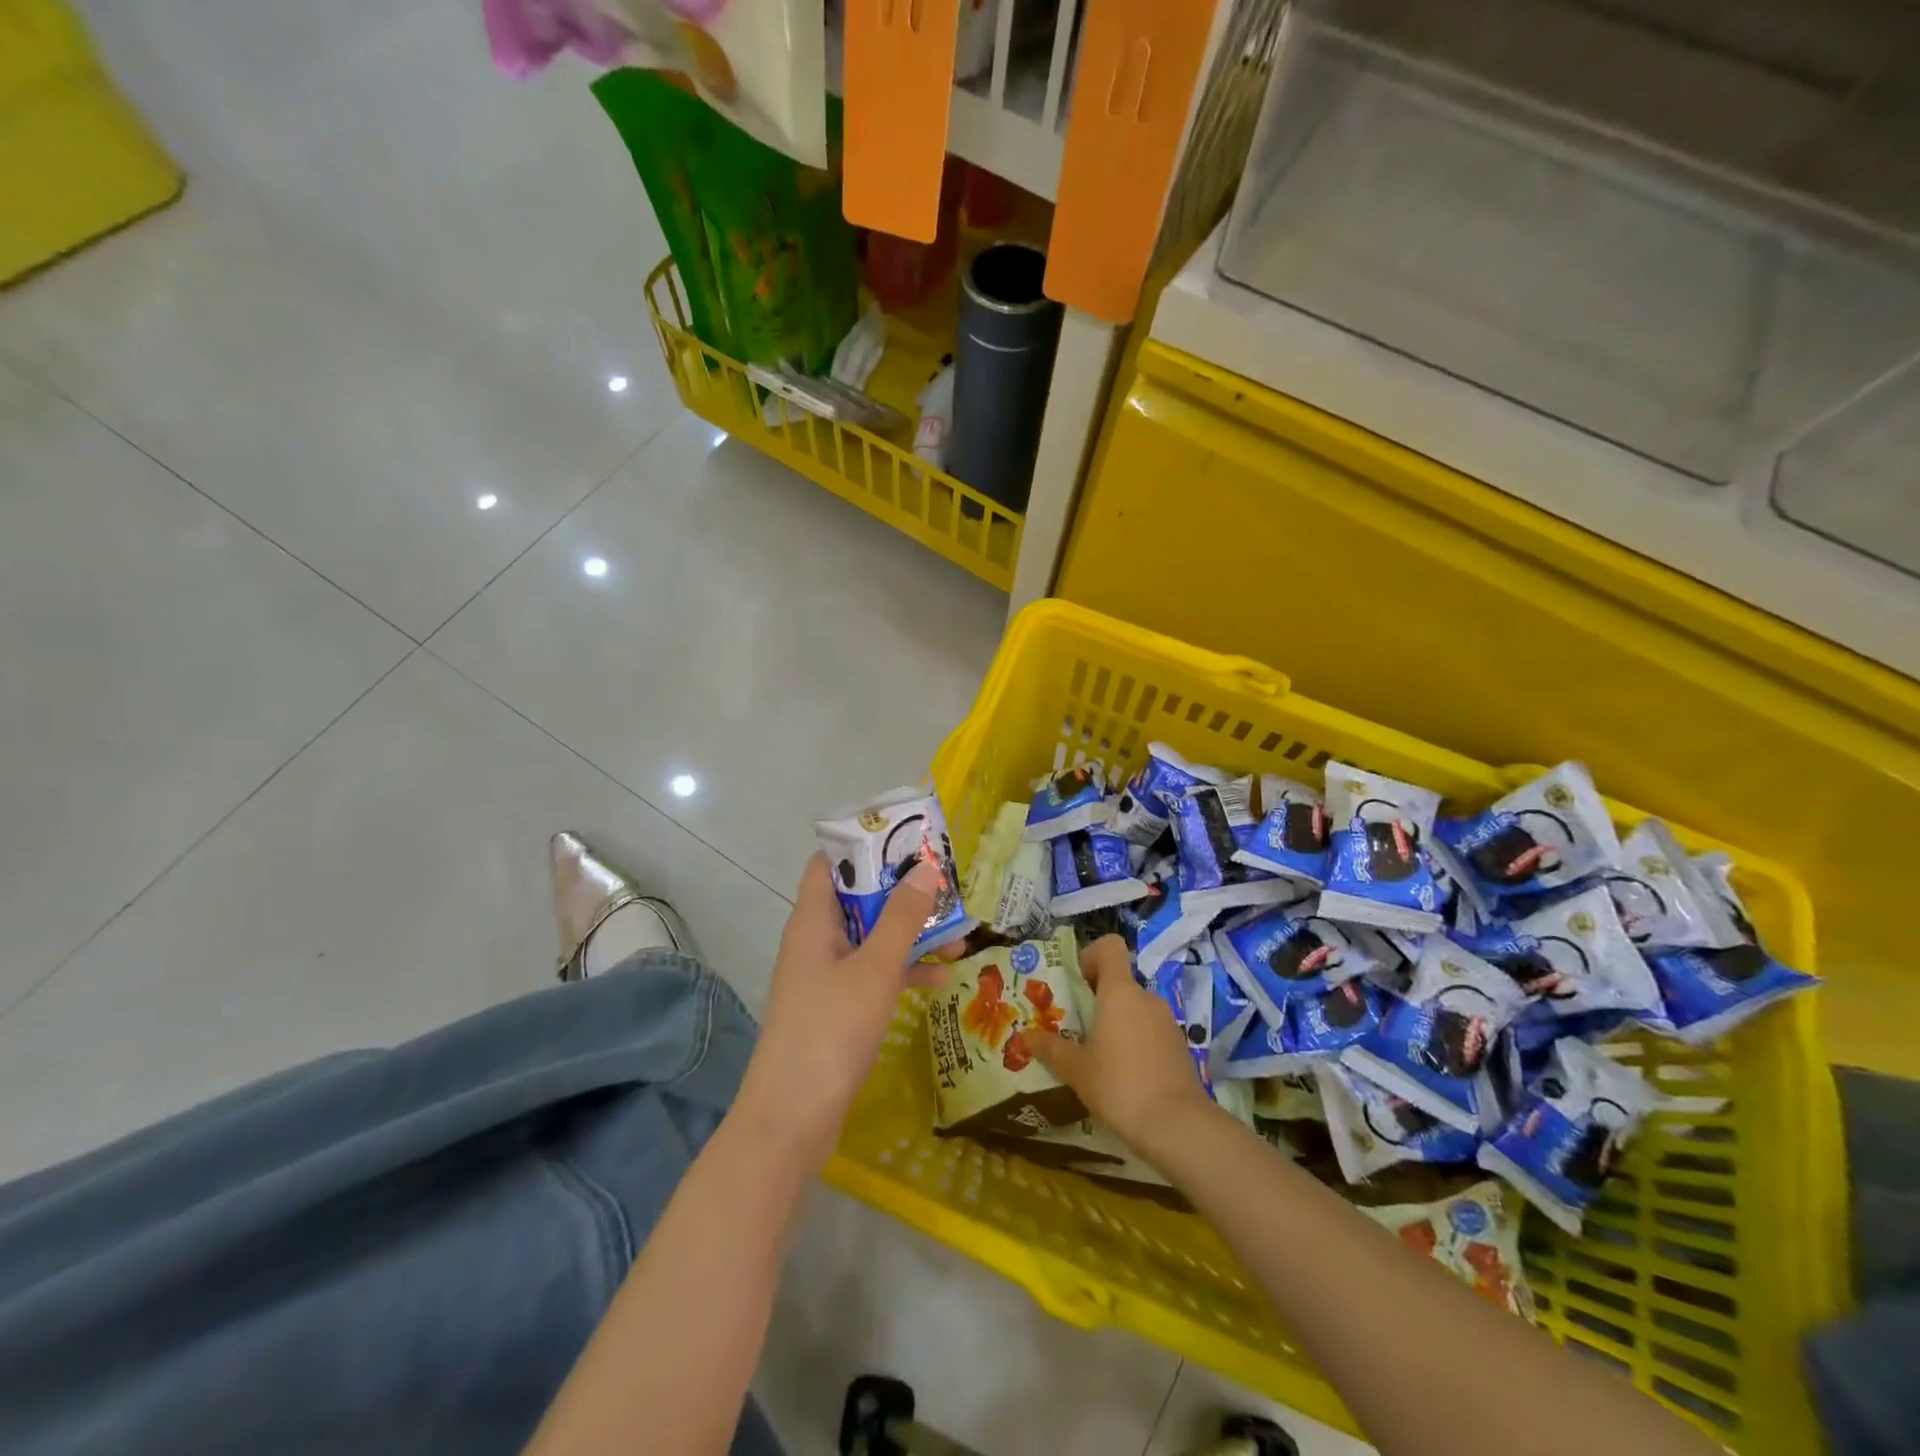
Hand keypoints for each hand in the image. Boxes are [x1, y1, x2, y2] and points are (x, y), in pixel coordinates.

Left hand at [735, 853, 950, 1168]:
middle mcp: (816, 940)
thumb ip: (902, 918)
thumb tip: (925, 868)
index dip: (864, 846)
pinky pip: (873, 974)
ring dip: (909, 933)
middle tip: (945, 884)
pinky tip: (941, 980)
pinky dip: (902, 970)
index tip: (906, 841)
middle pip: (858, 898)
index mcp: (813, 920)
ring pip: (871, 938)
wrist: (792, 1119)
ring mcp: (825, 976)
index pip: (829, 863)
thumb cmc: (831, 1030)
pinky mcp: (836, 1007)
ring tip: (958, 932)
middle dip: (901, 891)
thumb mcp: (875, 969)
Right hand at [1026, 935, 1217, 1161]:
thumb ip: (1051, 1049)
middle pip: (1120, 982)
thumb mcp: (1076, 1070)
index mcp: (1120, 991)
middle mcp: (1146, 998)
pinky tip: (1124, 1076)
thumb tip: (1026, 1036)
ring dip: (1117, 1023)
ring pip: (1135, 1009)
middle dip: (1098, 999)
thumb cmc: (1119, 1085)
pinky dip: (1136, 1043)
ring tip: (1098, 1057)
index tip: (1077, 982)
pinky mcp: (1179, 1048)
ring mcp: (1167, 1022)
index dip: (1091, 956)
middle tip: (1076, 1028)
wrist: (1178, 1126)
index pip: (1109, 947)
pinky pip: (1150, 1032)